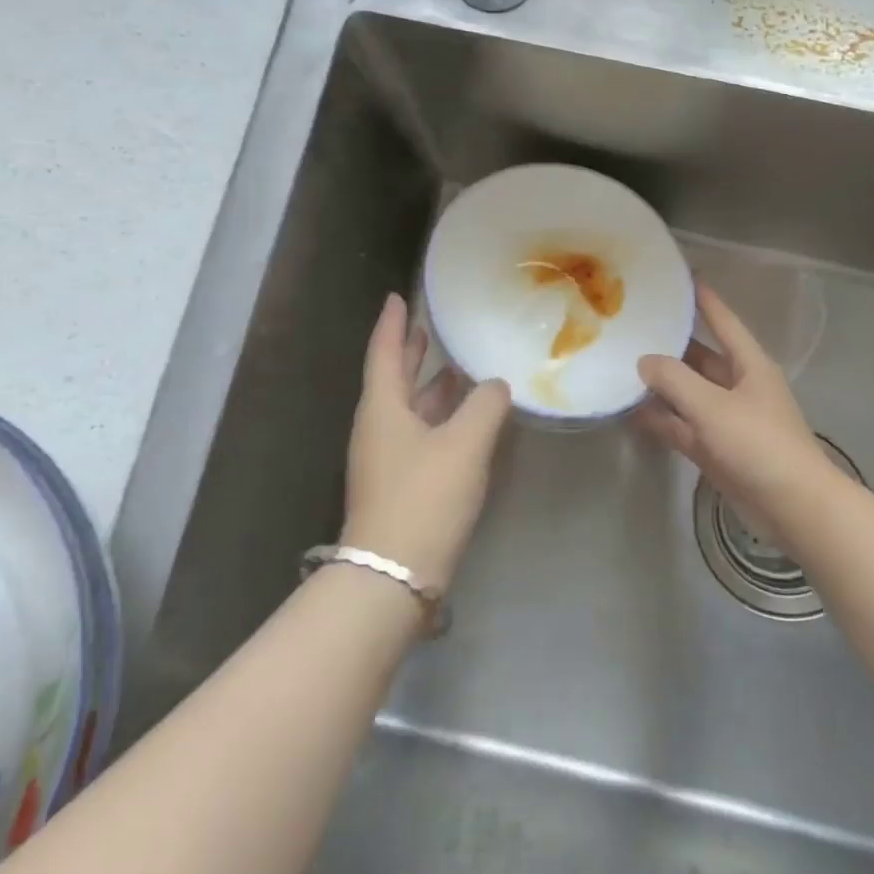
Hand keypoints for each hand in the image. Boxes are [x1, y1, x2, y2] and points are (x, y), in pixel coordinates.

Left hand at [341, 294, 511, 589]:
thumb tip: (496, 385)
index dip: (393, 323)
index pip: (384, 351)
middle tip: (428, 328)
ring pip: (409, 409)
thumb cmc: (424, 497)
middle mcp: (378, 428)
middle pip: (394, 379)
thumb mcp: (464, 444)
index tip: (397, 297)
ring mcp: (386, 459)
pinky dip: (439, 419)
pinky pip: (420, 435)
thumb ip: (485, 405)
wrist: (392, 576)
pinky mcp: (400, 485)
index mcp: (382, 408)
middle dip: (410, 353)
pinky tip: (465, 421)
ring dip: (430, 388)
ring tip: (457, 369)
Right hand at [638, 281, 834, 512]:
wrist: (793, 507)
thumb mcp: (713, 406)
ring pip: (689, 393)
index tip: (683, 279)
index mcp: (749, 365)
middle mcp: (738, 386)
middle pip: (701, 357)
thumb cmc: (758, 444)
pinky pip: (684, 426)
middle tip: (636, 326)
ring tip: (624, 366)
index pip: (724, 322)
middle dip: (672, 344)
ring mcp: (727, 419)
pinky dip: (662, 419)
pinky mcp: (717, 449)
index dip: (705, 300)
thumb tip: (645, 360)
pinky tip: (632, 413)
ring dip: (662, 384)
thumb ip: (675, 380)